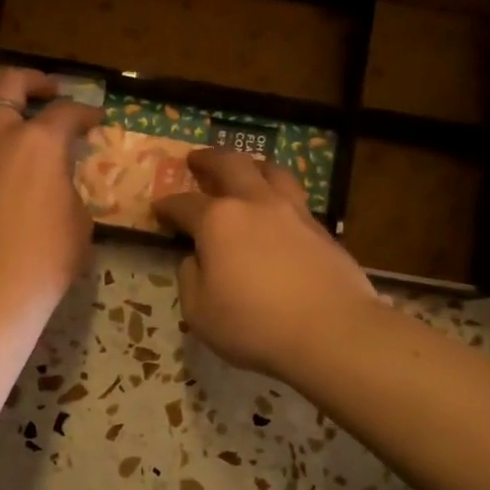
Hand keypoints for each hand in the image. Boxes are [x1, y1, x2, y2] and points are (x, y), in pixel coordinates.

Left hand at [0, 67, 101, 312]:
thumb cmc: (48, 259)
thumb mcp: (79, 221)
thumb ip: (68, 188)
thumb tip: (58, 181)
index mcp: (41, 143)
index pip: (68, 113)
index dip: (85, 113)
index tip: (93, 120)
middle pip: (9, 84)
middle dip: (32, 81)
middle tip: (44, 91)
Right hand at [153, 150, 377, 378]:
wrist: (331, 331)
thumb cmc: (254, 324)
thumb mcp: (199, 312)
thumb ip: (190, 279)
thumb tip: (196, 259)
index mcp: (218, 221)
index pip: (184, 204)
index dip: (167, 206)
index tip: (157, 207)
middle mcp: (255, 204)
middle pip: (231, 165)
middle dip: (209, 159)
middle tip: (197, 159)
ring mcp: (293, 212)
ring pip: (272, 172)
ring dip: (252, 165)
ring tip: (247, 168)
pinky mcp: (321, 229)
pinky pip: (295, 198)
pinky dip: (279, 193)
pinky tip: (278, 209)